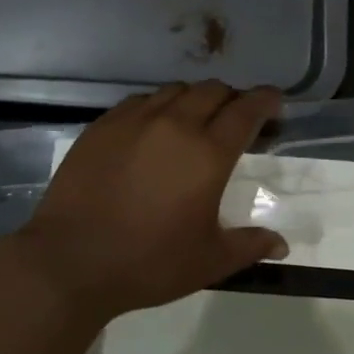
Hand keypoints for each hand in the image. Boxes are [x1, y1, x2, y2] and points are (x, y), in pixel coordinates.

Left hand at [0, 81, 288, 327]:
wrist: (71, 261)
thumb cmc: (148, 263)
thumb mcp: (208, 261)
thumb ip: (249, 246)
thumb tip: (281, 245)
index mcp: (208, 153)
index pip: (246, 110)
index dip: (265, 100)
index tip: (274, 102)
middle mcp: (175, 125)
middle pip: (213, 91)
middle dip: (231, 98)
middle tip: (235, 118)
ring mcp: (135, 120)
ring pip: (176, 90)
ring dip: (194, 99)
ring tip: (193, 121)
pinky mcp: (103, 125)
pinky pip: (140, 100)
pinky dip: (157, 106)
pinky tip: (152, 128)